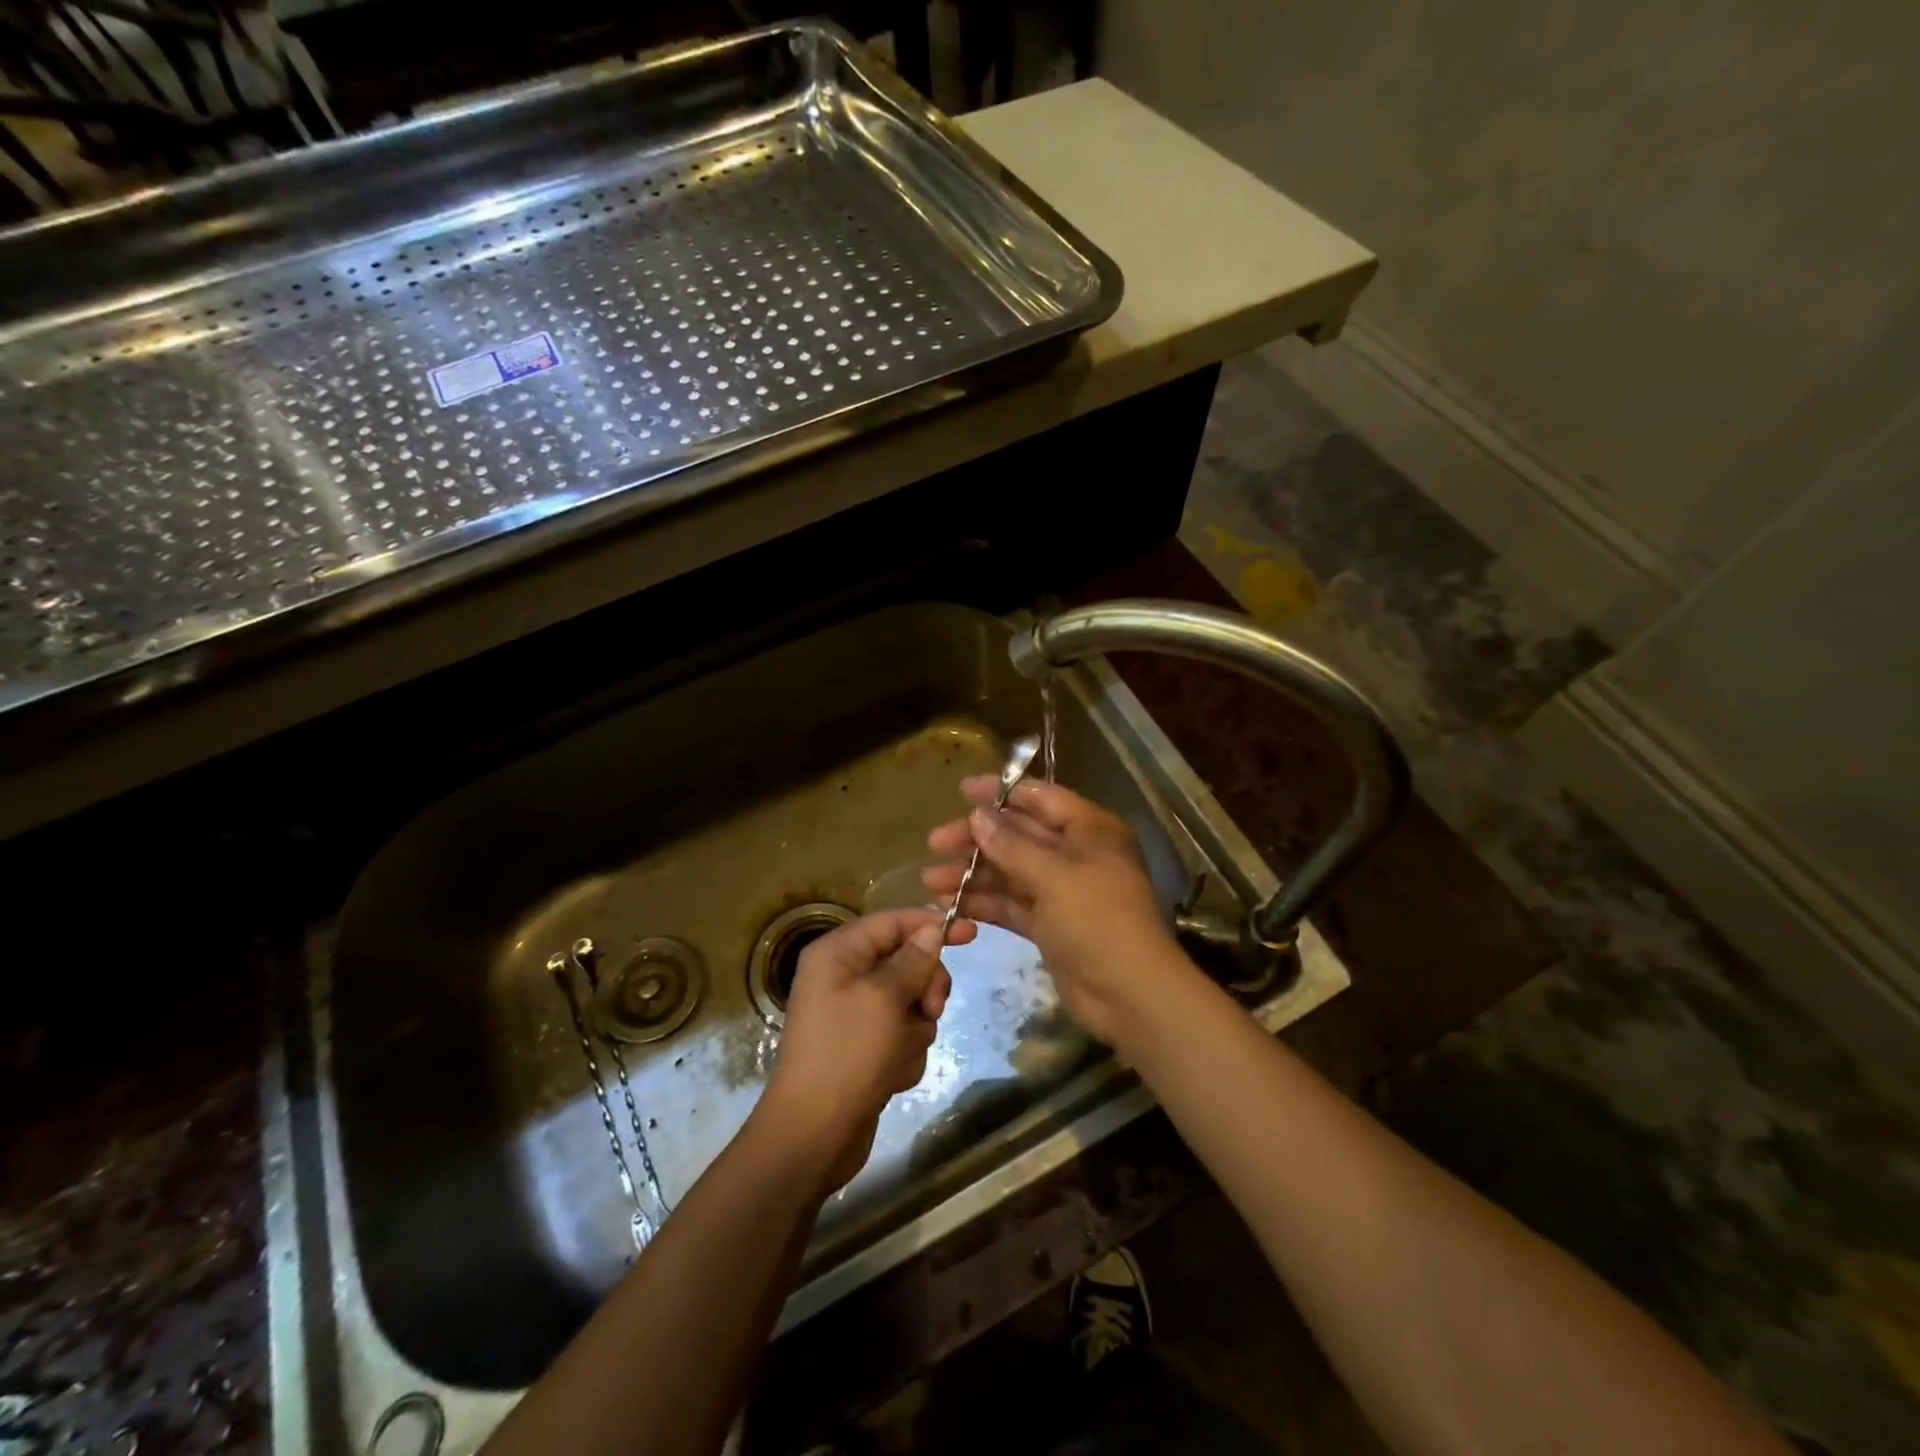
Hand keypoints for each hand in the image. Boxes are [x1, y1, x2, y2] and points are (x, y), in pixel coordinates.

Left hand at [755, 907, 974, 1192]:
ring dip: (915, 1027)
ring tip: (901, 1052)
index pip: (892, 922)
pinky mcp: (865, 1046)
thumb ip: (913, 960)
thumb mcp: (885, 999)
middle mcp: (843, 976)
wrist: (813, 1135)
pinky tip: (893, 1074)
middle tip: (931, 1010)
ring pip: (910, 1001)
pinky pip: (902, 1033)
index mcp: (838, 954)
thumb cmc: (847, 1055)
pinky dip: (905, 1051)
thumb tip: (931, 930)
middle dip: (924, 987)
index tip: (972, 932)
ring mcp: (854, 1014)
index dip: (931, 924)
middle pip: (906, 961)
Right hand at [923, 777, 1190, 1046]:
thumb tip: (977, 814)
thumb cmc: (1098, 920)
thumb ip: (1011, 844)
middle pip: (1017, 835)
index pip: (1039, 798)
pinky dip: (982, 904)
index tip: (961, 790)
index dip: (1000, 792)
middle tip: (934, 842)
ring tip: (930, 881)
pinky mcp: (1048, 924)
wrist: (1129, 994)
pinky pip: (1010, 904)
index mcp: (1088, 829)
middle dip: (976, 838)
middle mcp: (1074, 854)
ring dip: (972, 874)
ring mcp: (1060, 891)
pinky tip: (949, 905)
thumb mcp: (1054, 876)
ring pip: (1008, 872)